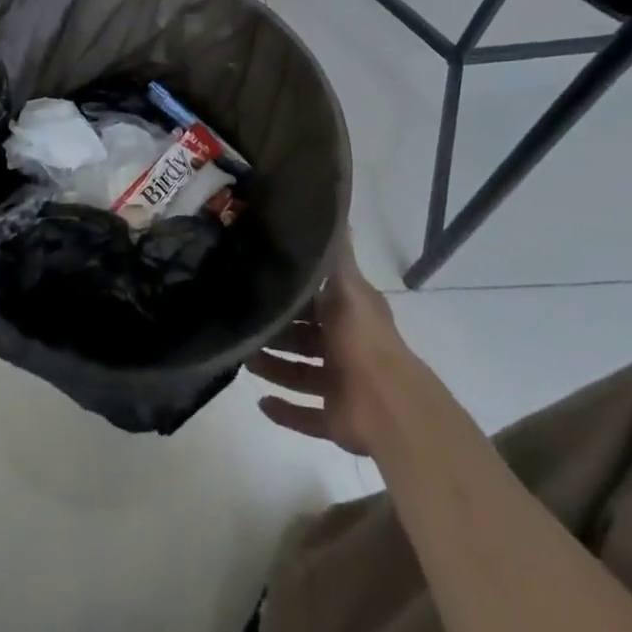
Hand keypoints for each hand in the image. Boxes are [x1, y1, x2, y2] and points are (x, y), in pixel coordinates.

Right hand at [249, 247, 417, 456]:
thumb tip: (335, 210)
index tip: (258, 282)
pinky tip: (260, 402)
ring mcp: (340, 385)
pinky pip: (305, 415)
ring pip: (299, 374)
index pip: (314, 299)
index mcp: (348, 314)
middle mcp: (344, 346)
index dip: (291, 293)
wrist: (387, 403)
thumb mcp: (347, 285)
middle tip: (243, 325)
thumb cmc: (361, 337)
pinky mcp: (335, 420)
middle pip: (303, 338)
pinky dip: (285, 411)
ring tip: (244, 361)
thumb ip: (338, 254)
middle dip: (276, 333)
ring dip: (274, 368)